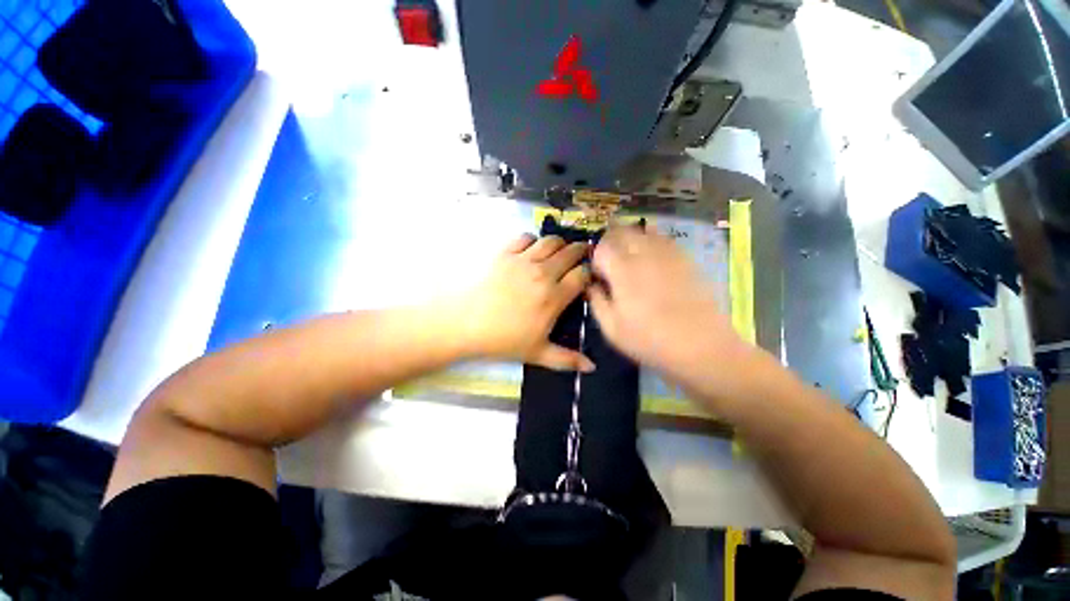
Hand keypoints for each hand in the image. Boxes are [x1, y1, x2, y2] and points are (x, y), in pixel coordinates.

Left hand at [454, 234, 593, 371]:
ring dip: (560, 243)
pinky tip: (531, 249)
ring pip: (551, 241)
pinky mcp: (505, 253)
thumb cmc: (503, 340)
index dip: (589, 273)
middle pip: (570, 253)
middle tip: (582, 254)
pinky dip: (533, 240)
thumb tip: (592, 367)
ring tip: (560, 250)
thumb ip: (567, 359)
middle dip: (580, 252)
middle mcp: (543, 273)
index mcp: (554, 297)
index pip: (582, 275)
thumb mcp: (537, 353)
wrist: (465, 324)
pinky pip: (525, 237)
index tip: (588, 276)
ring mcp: (523, 260)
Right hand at [588, 226, 745, 385]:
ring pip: (643, 230)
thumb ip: (596, 301)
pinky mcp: (685, 258)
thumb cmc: (649, 340)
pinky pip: (664, 238)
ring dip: (630, 238)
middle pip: (621, 232)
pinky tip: (651, 257)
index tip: (598, 274)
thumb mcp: (611, 329)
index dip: (595, 257)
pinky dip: (651, 240)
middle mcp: (644, 254)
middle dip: (610, 242)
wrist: (701, 346)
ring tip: (629, 256)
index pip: (602, 247)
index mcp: (622, 271)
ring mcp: (667, 254)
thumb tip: (591, 284)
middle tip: (609, 261)